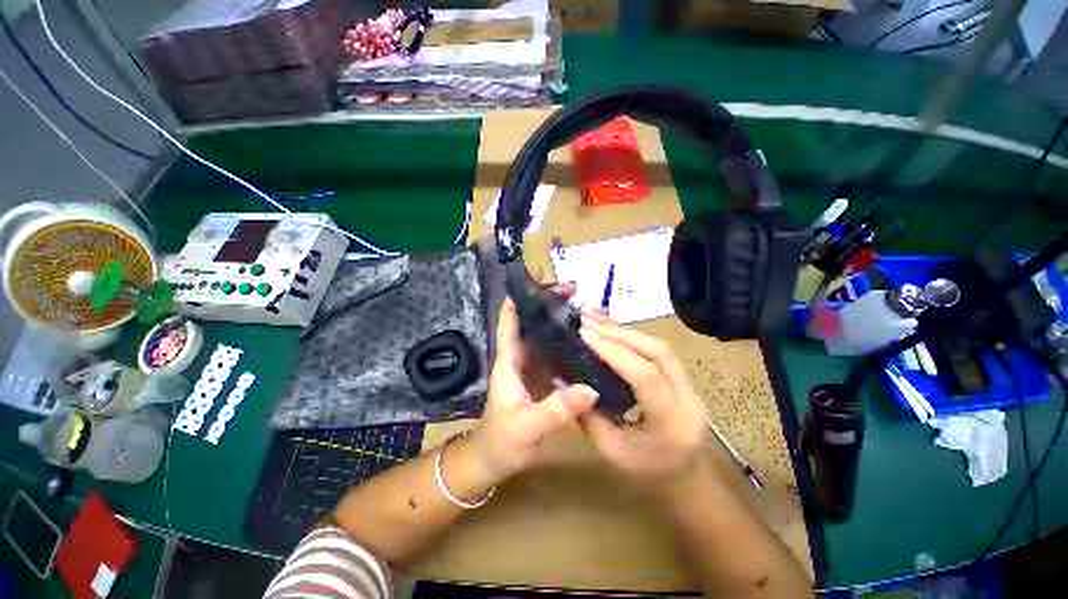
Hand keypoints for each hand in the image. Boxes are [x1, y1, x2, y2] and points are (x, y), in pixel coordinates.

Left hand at [471, 290, 599, 481]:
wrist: (493, 460)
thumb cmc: (502, 441)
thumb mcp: (528, 426)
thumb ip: (557, 409)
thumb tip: (591, 389)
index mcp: (508, 361)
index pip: (510, 321)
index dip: (521, 299)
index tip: (543, 284)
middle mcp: (518, 358)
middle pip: (530, 323)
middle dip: (548, 306)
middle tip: (575, 293)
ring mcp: (529, 368)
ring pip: (542, 336)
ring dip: (557, 322)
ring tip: (582, 310)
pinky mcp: (539, 378)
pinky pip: (552, 354)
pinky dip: (563, 344)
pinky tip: (582, 341)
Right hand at [576, 312, 709, 492]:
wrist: (690, 483)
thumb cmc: (649, 475)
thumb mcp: (612, 452)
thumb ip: (589, 415)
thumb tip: (565, 383)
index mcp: (671, 422)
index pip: (645, 376)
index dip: (614, 351)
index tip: (585, 335)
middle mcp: (687, 398)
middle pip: (657, 351)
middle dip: (619, 332)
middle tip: (587, 321)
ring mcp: (690, 386)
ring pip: (659, 346)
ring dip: (625, 330)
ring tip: (595, 317)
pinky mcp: (683, 379)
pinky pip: (657, 351)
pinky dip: (632, 336)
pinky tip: (612, 328)